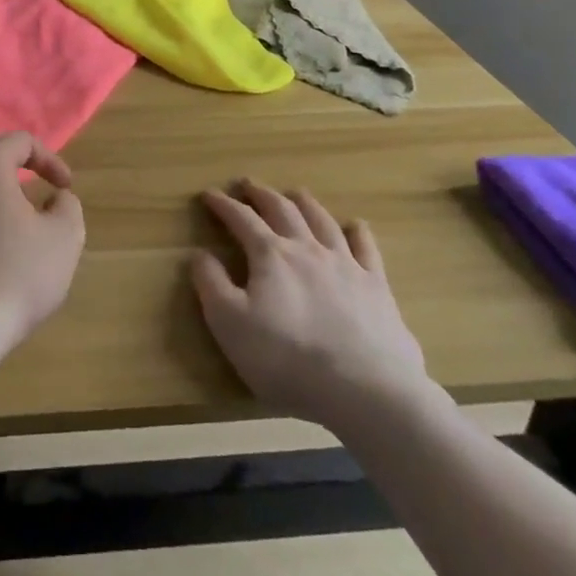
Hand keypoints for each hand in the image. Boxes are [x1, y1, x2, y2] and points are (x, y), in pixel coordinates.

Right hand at [191, 180, 428, 423]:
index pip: (241, 219)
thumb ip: (211, 284)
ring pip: (322, 221)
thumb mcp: (230, 324)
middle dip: (261, 194)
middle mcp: (306, 248)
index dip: (223, 204)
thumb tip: (199, 253)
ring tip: (295, 193)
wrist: (365, 390)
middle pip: (282, 210)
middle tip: (248, 184)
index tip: (209, 194)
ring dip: (305, 203)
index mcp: (270, 255)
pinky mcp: (376, 287)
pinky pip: (366, 249)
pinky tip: (356, 225)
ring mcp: (345, 264)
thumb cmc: (287, 359)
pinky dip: (358, 232)